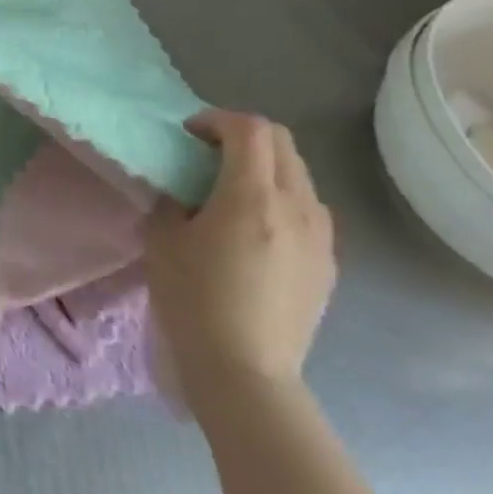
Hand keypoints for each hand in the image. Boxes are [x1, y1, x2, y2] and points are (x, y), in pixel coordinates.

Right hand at [146, 109, 334, 414]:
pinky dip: (283, 196)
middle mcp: (296, 206)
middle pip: (281, 141)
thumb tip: (184, 185)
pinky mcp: (329, 263)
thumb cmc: (194, 301)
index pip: (249, 128)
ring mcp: (320, 236)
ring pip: (299, 172)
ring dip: (266, 165)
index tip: (190, 136)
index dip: (216, 119)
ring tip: (233, 190)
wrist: (246, 374)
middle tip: (208, 154)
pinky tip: (256, 227)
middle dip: (242, 135)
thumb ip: (174, 197)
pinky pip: (309, 207)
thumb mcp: (163, 238)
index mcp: (251, 196)